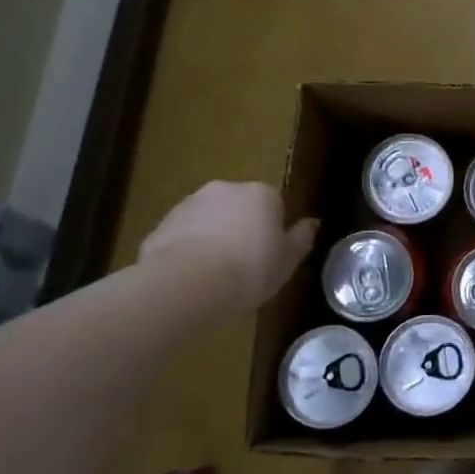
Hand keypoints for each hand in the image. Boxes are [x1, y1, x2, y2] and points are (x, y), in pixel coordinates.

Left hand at [140, 182, 317, 314]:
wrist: (183, 285)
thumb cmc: (248, 270)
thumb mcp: (287, 262)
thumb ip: (301, 239)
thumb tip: (312, 223)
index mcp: (262, 193)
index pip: (276, 204)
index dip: (275, 230)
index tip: (272, 255)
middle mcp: (227, 189)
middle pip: (242, 207)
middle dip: (243, 229)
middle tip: (246, 265)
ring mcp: (191, 203)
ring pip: (211, 219)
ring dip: (215, 238)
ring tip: (216, 275)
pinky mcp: (162, 224)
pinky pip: (185, 235)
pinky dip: (189, 249)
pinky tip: (192, 277)